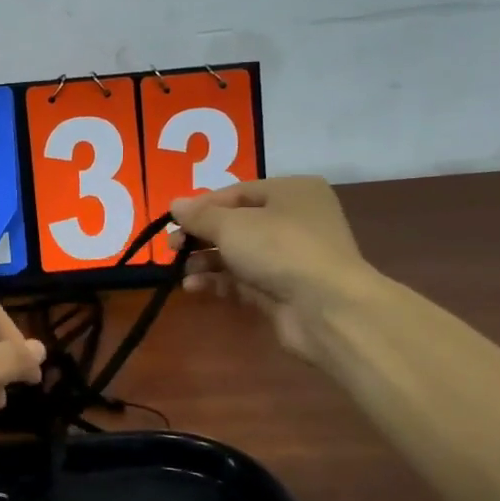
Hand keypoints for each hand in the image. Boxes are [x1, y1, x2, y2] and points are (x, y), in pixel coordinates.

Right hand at [171, 177, 381, 361]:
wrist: (326, 308)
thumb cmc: (280, 249)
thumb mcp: (232, 224)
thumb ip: (199, 215)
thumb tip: (174, 204)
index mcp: (291, 192)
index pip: (236, 192)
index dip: (201, 206)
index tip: (173, 222)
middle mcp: (294, 220)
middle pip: (235, 223)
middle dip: (200, 236)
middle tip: (172, 248)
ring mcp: (290, 257)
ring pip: (237, 253)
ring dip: (205, 260)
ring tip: (181, 270)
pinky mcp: (282, 289)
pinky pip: (242, 279)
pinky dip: (217, 281)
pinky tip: (194, 287)